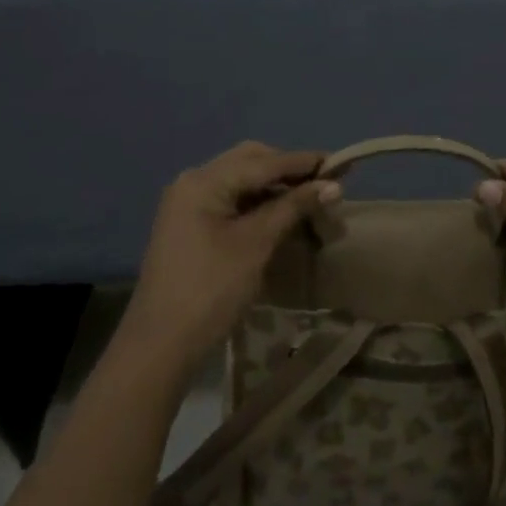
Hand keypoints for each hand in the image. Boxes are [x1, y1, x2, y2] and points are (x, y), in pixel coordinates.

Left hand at [120, 142, 337, 377]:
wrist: (161, 344)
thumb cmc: (211, 289)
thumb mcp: (256, 244)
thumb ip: (293, 207)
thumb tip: (334, 185)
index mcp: (204, 181)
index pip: (264, 161)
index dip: (305, 162)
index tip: (343, 163)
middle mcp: (193, 182)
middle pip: (250, 161)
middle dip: (289, 169)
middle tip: (325, 182)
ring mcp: (189, 203)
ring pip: (241, 179)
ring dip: (275, 185)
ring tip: (311, 196)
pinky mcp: (192, 224)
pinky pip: (232, 198)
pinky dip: (259, 201)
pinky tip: (283, 211)